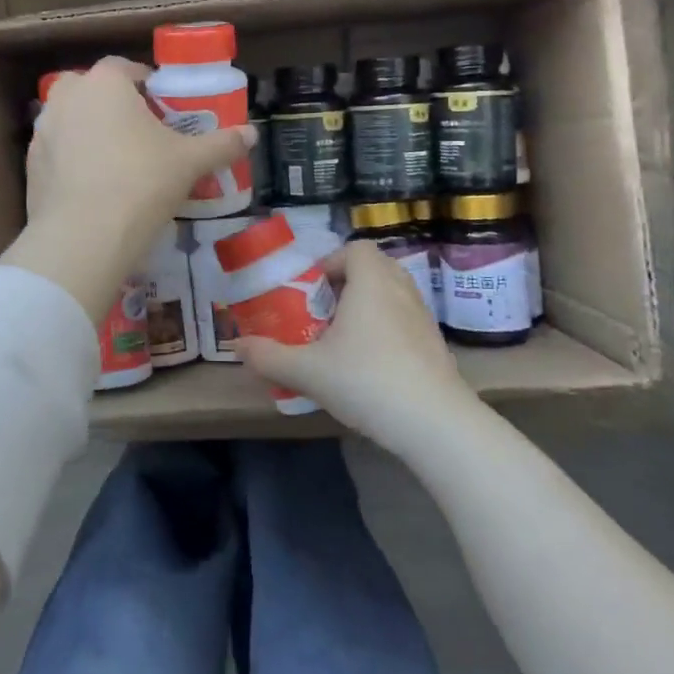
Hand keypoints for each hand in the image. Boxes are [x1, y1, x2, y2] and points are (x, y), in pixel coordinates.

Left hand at [2, 57, 254, 321]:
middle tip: (141, 133)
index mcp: (104, 82)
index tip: (163, 107)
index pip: (126, 68)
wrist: (84, 236)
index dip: (146, 84)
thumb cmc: (142, 182)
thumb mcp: (189, 162)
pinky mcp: (31, 164)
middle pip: (94, 90)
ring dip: (92, 131)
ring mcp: (43, 130)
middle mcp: (67, 96)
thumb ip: (221, 144)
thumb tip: (253, 134)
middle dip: (115, 105)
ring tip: (118, 161)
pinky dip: (74, 160)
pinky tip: (94, 186)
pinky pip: (58, 152)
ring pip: (73, 120)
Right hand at [235, 241, 475, 453]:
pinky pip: (406, 321)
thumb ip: (268, 356)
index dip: (331, 263)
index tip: (312, 292)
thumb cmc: (366, 381)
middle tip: (323, 314)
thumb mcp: (307, 371)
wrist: (436, 424)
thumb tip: (236, 346)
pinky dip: (388, 331)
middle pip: (374, 268)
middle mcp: (401, 290)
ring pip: (392, 295)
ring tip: (344, 340)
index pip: (355, 249)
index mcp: (371, 282)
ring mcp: (424, 318)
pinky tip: (372, 366)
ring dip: (368, 308)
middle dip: (346, 285)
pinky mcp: (437, 346)